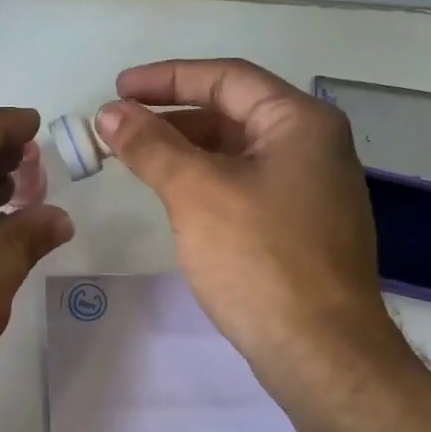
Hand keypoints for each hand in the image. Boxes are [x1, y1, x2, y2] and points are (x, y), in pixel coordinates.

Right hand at [95, 59, 415, 396]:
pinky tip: (175, 197)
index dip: (166, 78)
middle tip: (119, 128)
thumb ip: (151, 146)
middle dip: (172, 116)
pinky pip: (246, 186)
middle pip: (233, 112)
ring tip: (137, 160)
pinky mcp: (302, 227)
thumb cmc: (260, 259)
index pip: (226, 78)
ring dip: (186, 150)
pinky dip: (206, 181)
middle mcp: (314, 146)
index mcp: (300, 122)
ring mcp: (312, 189)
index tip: (117, 89)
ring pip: (237, 152)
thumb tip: (109, 113)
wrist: (321, 352)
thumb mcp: (196, 193)